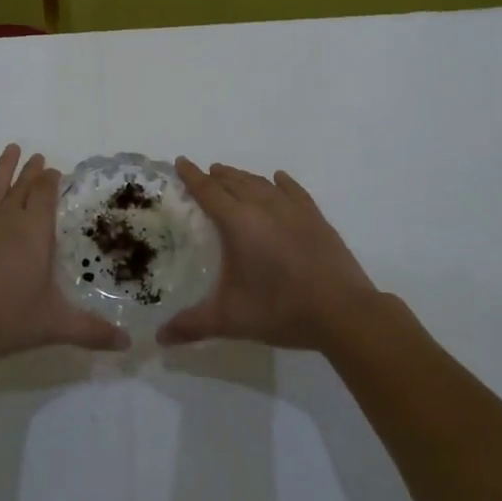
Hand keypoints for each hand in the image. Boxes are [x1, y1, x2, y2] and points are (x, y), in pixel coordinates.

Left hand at [0, 145, 128, 359]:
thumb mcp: (55, 325)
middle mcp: (8, 221)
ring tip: (11, 148)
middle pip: (22, 188)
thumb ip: (91, 330)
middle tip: (37, 156)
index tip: (54, 169)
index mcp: (35, 234)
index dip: (51, 181)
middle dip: (31, 172)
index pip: (45, 197)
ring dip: (2, 169)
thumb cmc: (7, 318)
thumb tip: (128, 343)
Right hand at [158, 159, 379, 350]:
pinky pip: (294, 191)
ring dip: (243, 177)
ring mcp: (293, 210)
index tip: (181, 162)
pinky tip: (279, 179)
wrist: (342, 312)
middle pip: (234, 182)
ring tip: (232, 175)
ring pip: (261, 183)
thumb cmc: (280, 310)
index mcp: (238, 223)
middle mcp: (263, 207)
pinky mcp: (316, 218)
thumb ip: (192, 325)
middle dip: (217, 176)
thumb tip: (159, 338)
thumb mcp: (231, 320)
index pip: (208, 191)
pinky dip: (282, 182)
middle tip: (205, 173)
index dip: (192, 176)